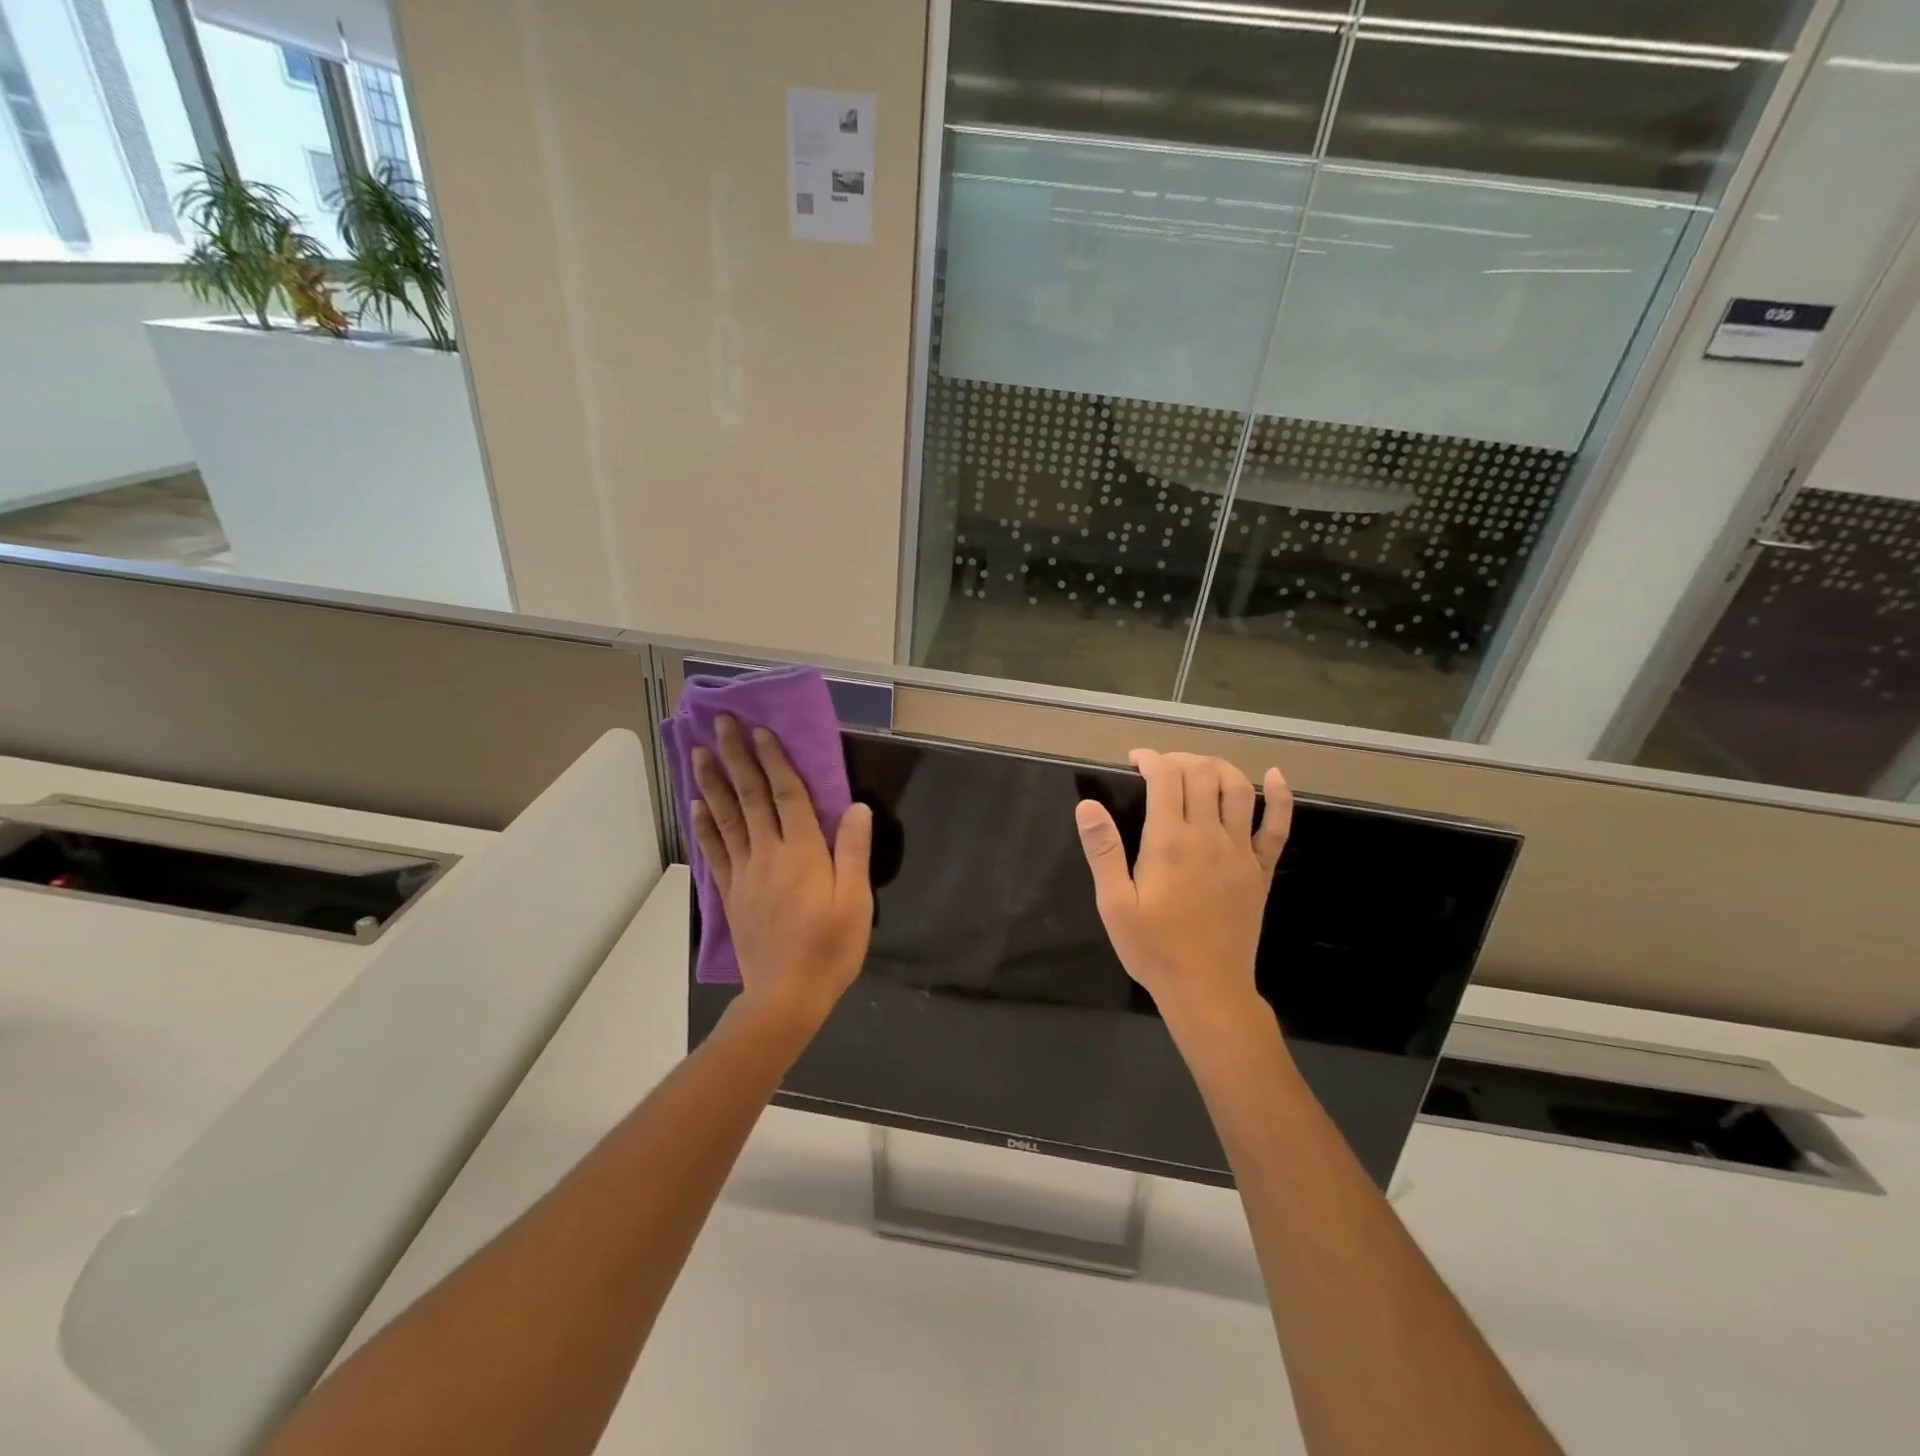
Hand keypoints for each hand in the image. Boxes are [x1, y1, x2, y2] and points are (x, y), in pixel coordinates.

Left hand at [689, 715, 873, 1033]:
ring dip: (712, 783)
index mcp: (803, 853)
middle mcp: (769, 855)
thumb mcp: (856, 902)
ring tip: (699, 753)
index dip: (774, 760)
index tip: (760, 730)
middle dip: (736, 758)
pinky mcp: (731, 894)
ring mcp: (745, 874)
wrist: (786, 997)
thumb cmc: (830, 949)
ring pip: (726, 819)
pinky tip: (695, 805)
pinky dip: (703, 826)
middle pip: (750, 798)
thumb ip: (853, 852)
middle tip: (719, 723)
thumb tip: (856, 807)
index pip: (787, 795)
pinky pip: (715, 852)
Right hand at [1075, 750, 1291, 1034]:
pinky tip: (1276, 776)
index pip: (1166, 777)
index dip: (1150, 759)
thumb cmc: (1154, 948)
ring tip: (1198, 769)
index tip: (1135, 761)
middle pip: (1202, 774)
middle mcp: (1209, 836)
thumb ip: (1102, 851)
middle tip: (1160, 768)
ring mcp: (1241, 851)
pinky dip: (1280, 797)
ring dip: (1219, 767)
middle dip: (1180, 759)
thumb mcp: (1114, 904)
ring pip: (1239, 789)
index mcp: (1170, 841)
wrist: (1207, 990)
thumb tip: (1087, 805)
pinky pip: (1278, 826)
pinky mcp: (1261, 870)